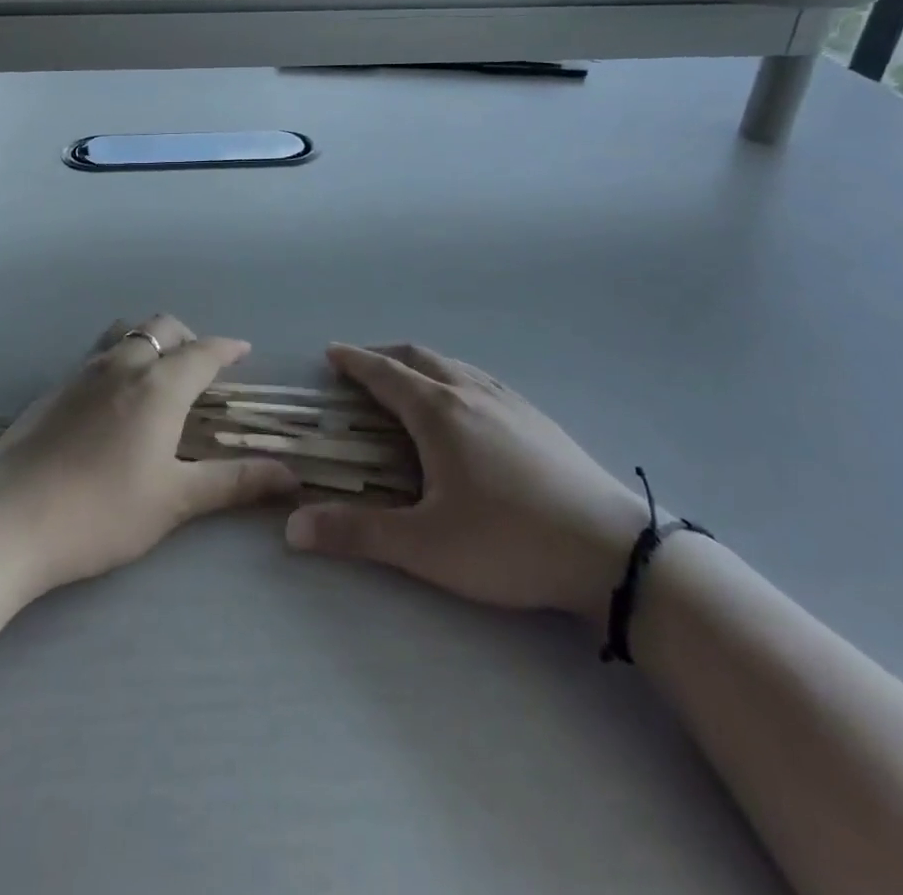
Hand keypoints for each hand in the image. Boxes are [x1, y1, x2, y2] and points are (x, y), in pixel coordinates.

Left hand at [0, 315, 300, 595]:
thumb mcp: (174, 501)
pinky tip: (113, 402)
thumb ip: (234, 483)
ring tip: (158, 375)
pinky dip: (119, 360)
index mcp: (158, 385)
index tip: (243, 351)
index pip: (203, 352)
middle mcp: (121, 365)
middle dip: (188, 338)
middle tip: (200, 367)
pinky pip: (96, 356)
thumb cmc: (101, 511)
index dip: (227, 349)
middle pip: (161, 328)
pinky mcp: (51, 391)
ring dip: (149, 342)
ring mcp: (80, 374)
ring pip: (124, 334)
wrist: (5, 522)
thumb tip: (290, 477)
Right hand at [285, 344, 650, 616]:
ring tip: (408, 382)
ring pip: (454, 365)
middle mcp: (471, 392)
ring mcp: (509, 401)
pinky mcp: (537, 417)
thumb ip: (357, 534)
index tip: (331, 352)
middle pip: (419, 357)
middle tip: (361, 366)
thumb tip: (291, 528)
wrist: (611, 549)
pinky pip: (481, 380)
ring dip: (421, 365)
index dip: (354, 361)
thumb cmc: (508, 541)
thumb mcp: (425, 546)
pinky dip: (453, 377)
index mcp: (438, 412)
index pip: (385, 373)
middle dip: (384, 355)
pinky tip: (465, 406)